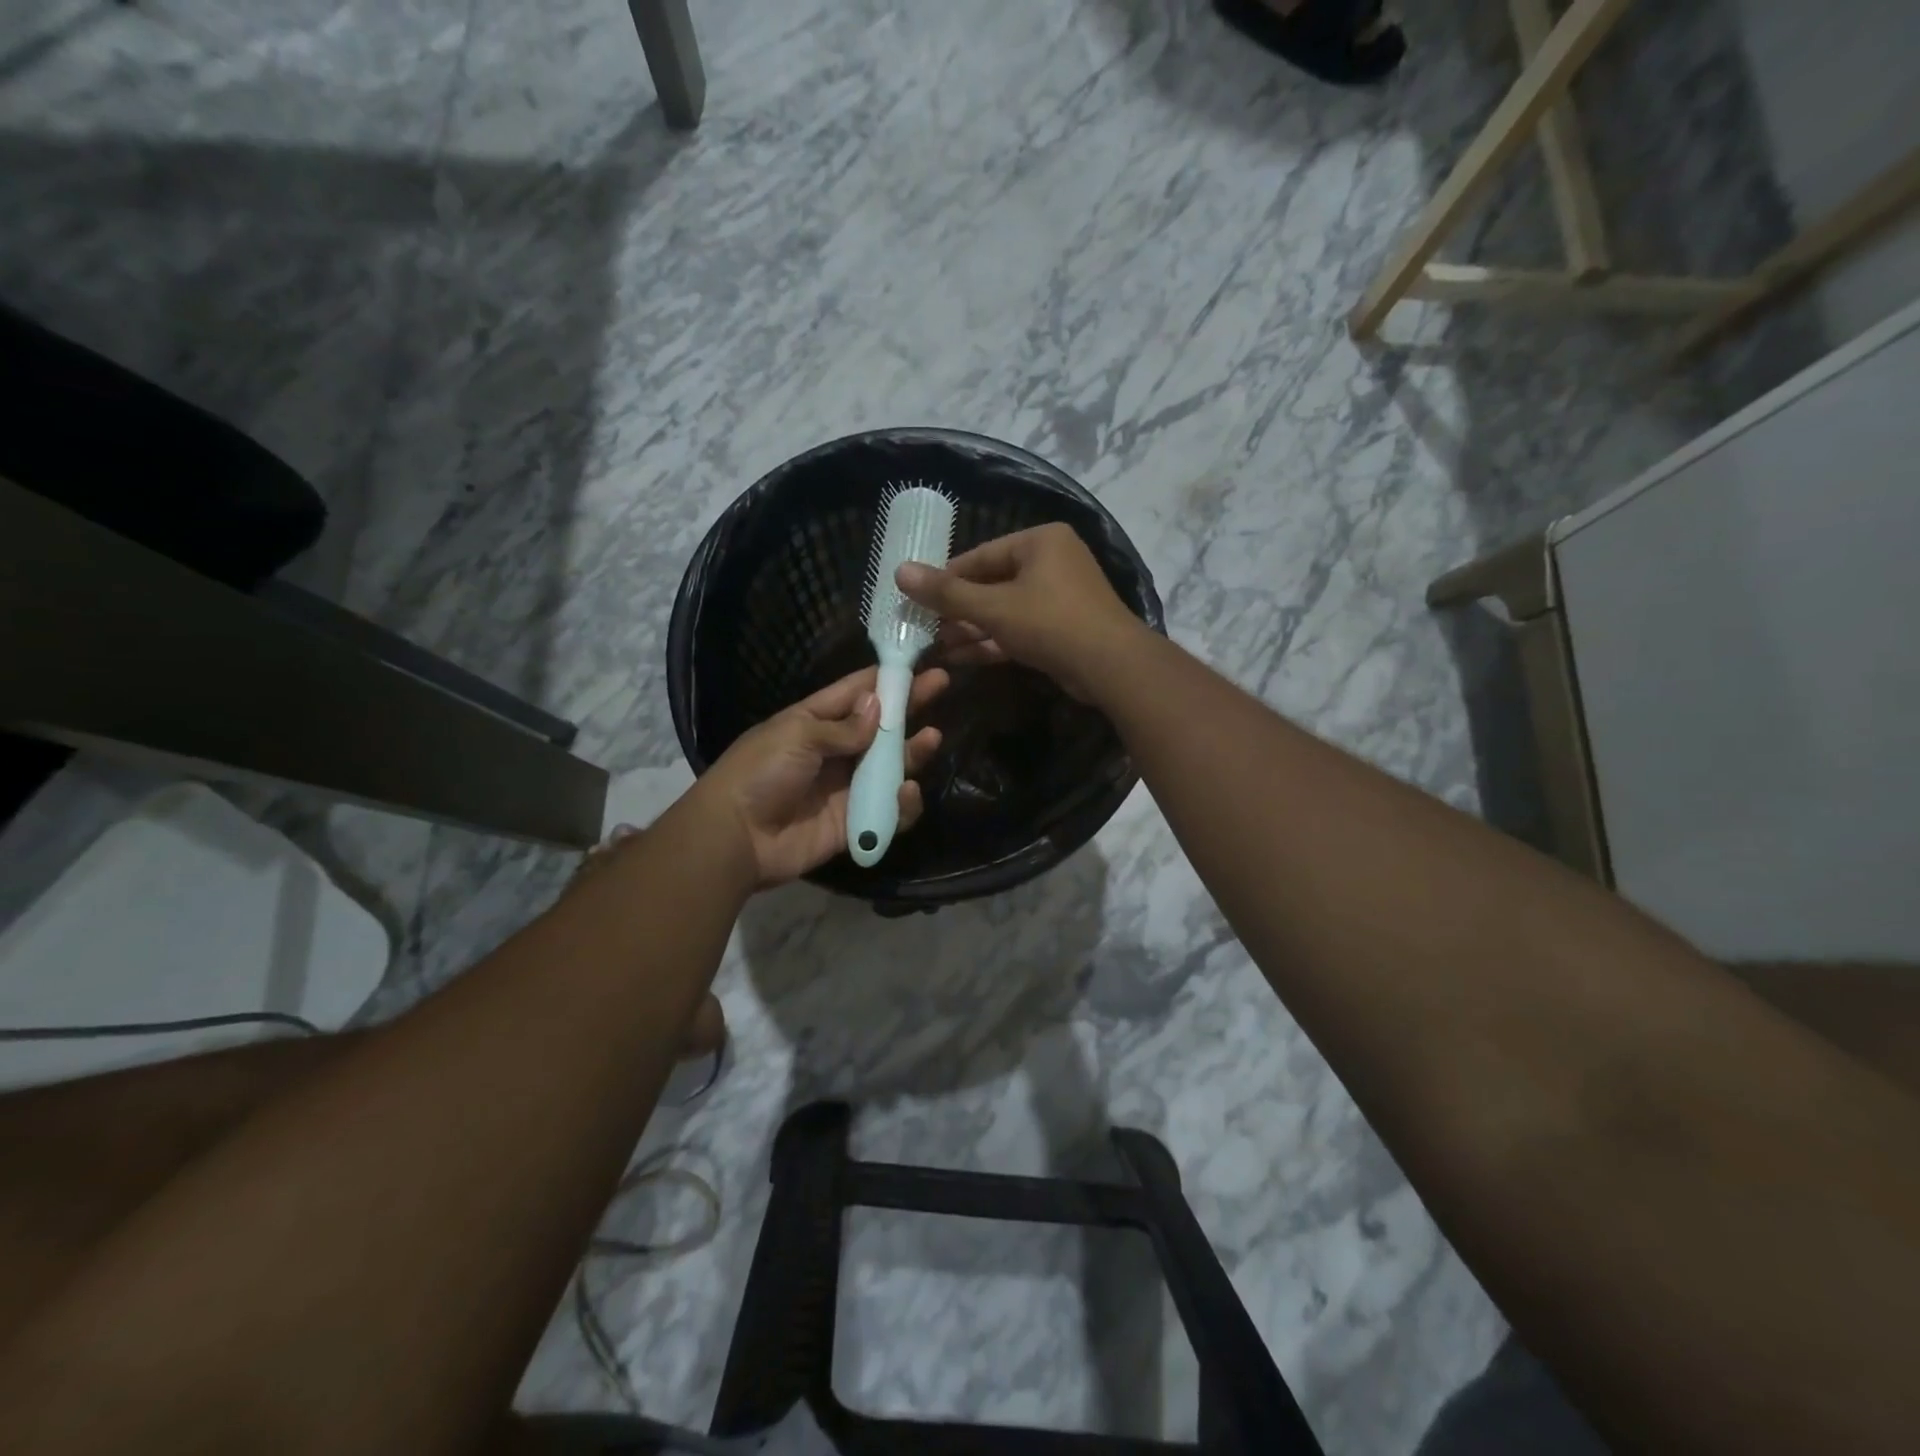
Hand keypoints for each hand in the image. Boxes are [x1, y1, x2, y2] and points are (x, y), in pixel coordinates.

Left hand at [695, 664, 948, 886]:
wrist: (736, 837)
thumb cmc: (760, 772)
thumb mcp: (797, 735)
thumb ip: (842, 727)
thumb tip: (877, 707)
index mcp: (813, 722)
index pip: (854, 693)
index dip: (885, 678)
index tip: (916, 662)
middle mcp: (834, 752)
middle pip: (879, 727)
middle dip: (909, 707)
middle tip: (941, 685)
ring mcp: (845, 788)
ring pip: (889, 766)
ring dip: (912, 752)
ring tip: (931, 739)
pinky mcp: (854, 823)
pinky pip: (887, 810)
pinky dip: (902, 803)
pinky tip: (907, 791)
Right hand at [895, 523, 1144, 701]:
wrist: (1111, 667)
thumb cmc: (1050, 623)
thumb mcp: (993, 607)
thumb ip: (946, 593)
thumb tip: (899, 571)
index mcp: (1040, 541)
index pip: (980, 556)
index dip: (946, 579)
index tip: (917, 598)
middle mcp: (1052, 562)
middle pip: (992, 583)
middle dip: (958, 610)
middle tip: (925, 628)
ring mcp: (1060, 596)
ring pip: (1005, 609)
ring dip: (972, 628)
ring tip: (938, 646)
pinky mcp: (1062, 628)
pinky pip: (1020, 628)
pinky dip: (994, 641)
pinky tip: (962, 658)